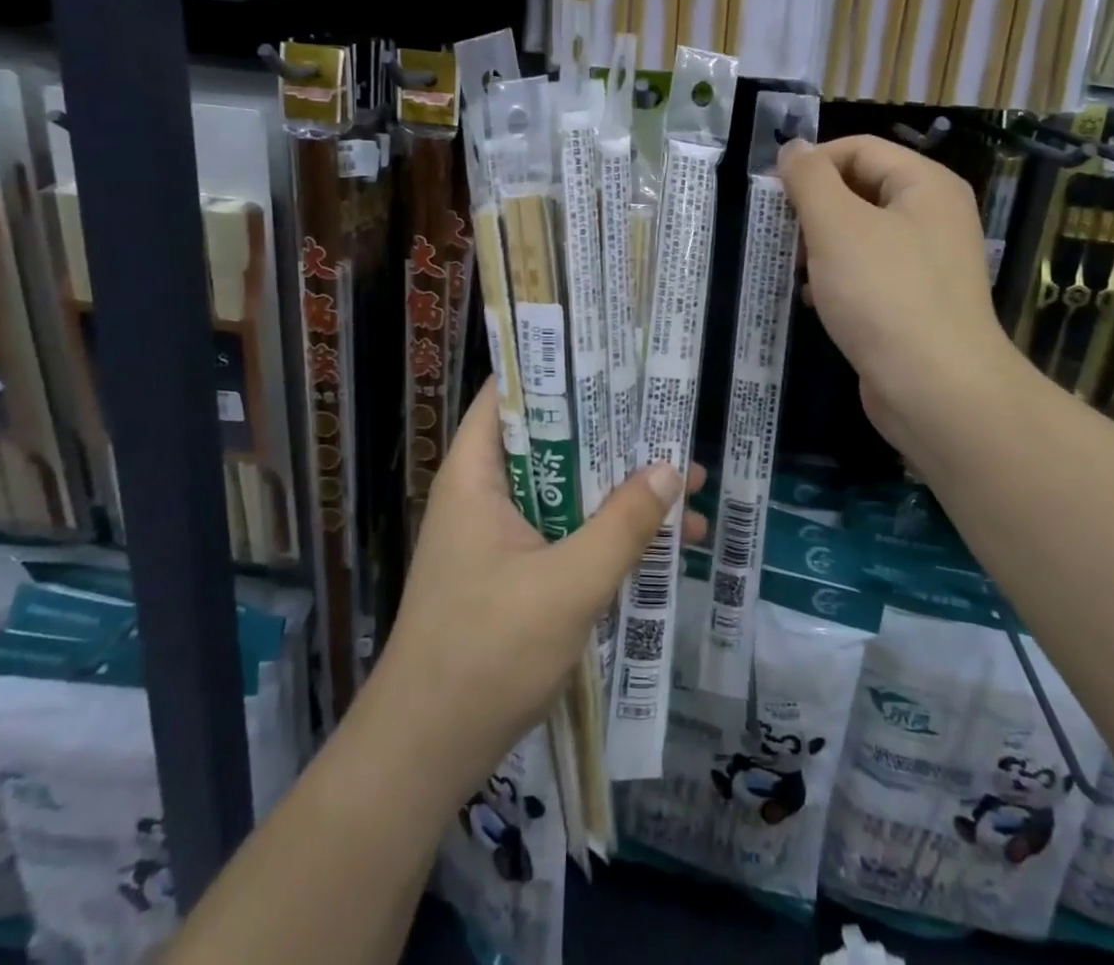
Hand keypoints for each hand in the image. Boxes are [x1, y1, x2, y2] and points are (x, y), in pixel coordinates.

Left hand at [370, 382, 705, 800]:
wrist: (425, 754)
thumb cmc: (487, 653)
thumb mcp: (569, 584)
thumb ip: (622, 524)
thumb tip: (672, 468)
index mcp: (477, 473)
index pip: (510, 393)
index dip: (558, 368)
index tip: (613, 358)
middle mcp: (484, 493)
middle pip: (551, 441)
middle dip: (613, 437)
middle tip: (671, 424)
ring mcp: (497, 536)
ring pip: (566, 491)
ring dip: (619, 492)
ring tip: (687, 490)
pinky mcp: (512, 573)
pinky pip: (565, 532)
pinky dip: (606, 532)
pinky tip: (661, 547)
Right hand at [778, 136, 1025, 464]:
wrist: (936, 390)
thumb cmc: (883, 295)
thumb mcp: (837, 226)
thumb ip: (810, 179)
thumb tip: (793, 148)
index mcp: (925, 185)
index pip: (858, 149)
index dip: (812, 164)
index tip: (773, 195)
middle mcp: (933, 216)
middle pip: (860, 189)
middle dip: (813, 208)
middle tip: (781, 235)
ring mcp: (926, 262)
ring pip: (860, 234)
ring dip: (819, 245)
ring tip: (792, 268)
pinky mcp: (914, 302)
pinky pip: (868, 273)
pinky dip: (836, 278)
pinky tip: (813, 299)